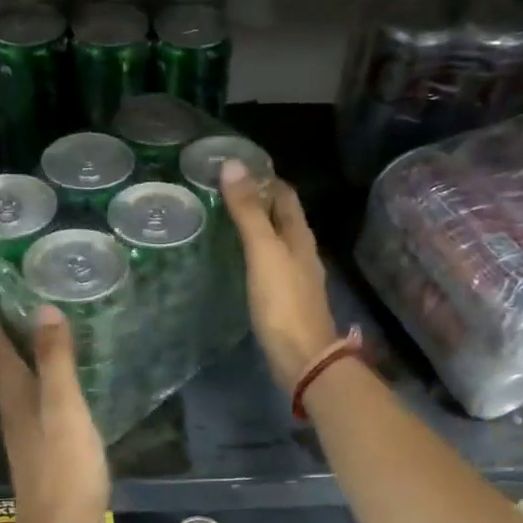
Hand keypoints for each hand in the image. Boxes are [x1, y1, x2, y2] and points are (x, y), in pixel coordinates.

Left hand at [0, 308, 109, 522]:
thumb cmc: (65, 466)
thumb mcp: (64, 406)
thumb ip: (55, 360)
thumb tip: (43, 309)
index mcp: (18, 399)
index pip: (0, 357)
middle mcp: (14, 416)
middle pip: (2, 376)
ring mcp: (25, 439)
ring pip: (14, 395)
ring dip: (14, 371)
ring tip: (21, 354)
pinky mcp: (40, 457)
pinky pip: (31, 413)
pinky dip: (33, 395)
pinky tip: (46, 401)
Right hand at [220, 160, 340, 392]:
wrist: (302, 358)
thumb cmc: (283, 302)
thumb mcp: (263, 252)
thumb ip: (248, 211)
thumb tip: (233, 164)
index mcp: (300, 236)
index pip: (285, 195)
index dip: (264, 178)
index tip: (234, 169)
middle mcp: (302, 252)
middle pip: (281, 218)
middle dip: (257, 202)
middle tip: (220, 194)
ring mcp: (295, 278)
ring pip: (276, 242)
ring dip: (255, 229)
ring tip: (222, 222)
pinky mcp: (285, 300)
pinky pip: (269, 266)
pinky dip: (253, 255)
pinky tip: (235, 261)